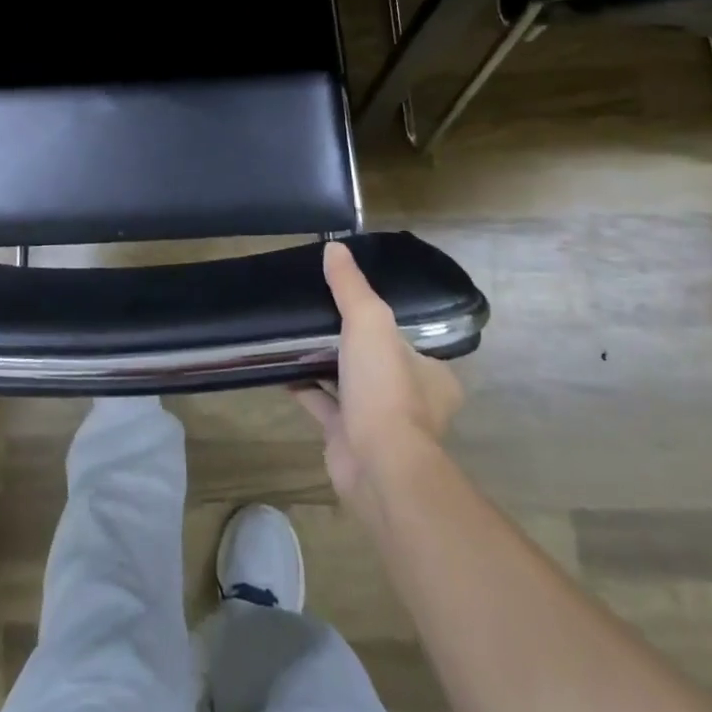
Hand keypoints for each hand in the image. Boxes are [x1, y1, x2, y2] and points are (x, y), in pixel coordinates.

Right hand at [294, 242, 464, 523]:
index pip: (408, 341)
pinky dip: (303, 387)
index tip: (353, 303)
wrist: (377, 464)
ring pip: (349, 383)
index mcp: (431, 375)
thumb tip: (335, 247)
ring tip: (294, 335)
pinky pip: (323, 404)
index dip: (383, 322)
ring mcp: (379, 422)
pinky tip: (279, 367)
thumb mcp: (370, 321)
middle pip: (377, 361)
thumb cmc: (386, 389)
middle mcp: (411, 399)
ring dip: (325, 364)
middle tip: (318, 315)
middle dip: (350, 343)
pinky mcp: (348, 438)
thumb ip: (351, 286)